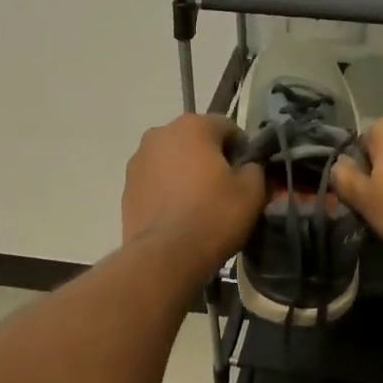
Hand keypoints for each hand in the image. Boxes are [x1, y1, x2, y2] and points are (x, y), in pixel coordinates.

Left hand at [122, 114, 265, 276]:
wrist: (165, 256)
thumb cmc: (213, 216)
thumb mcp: (252, 191)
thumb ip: (255, 168)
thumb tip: (249, 167)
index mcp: (192, 125)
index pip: (227, 127)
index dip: (243, 151)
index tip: (248, 175)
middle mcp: (159, 133)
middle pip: (196, 141)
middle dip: (211, 159)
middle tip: (225, 190)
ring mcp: (138, 160)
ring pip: (173, 160)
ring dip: (187, 174)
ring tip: (199, 204)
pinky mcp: (127, 187)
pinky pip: (156, 181)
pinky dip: (168, 190)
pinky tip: (178, 214)